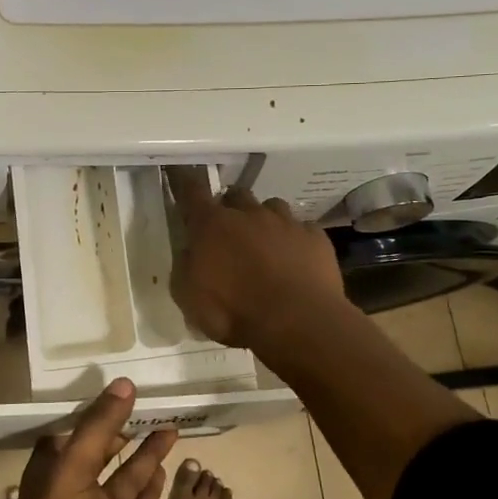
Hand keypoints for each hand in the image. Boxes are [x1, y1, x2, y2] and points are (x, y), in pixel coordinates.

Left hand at [0, 379, 177, 498]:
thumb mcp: (73, 471)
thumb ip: (98, 427)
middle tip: (152, 407)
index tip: (121, 393)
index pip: (72, 433)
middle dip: (123, 431)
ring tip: (171, 429)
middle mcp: (72, 492)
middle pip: (101, 453)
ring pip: (124, 480)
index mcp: (52, 472)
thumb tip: (124, 383)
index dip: (94, 414)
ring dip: (145, 456)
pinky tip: (164, 469)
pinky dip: (149, 490)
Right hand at [166, 168, 347, 347]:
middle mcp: (249, 214)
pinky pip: (303, 229)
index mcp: (212, 226)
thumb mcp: (189, 298)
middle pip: (236, 195)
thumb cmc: (234, 312)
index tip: (182, 176)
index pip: (192, 192)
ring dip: (265, 220)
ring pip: (272, 207)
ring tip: (266, 243)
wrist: (297, 322)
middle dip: (230, 206)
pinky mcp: (315, 238)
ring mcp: (286, 223)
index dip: (185, 182)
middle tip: (229, 229)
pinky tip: (297, 259)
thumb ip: (186, 268)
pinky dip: (296, 240)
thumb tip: (191, 253)